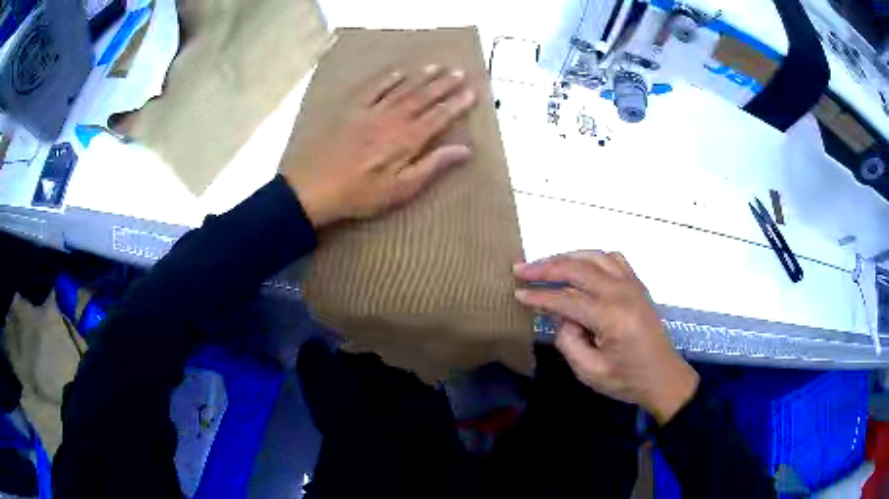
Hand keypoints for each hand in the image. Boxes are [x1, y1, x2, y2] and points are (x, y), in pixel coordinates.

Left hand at [283, 65, 476, 227]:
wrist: (314, 187)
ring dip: (421, 78)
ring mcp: (371, 112)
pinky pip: (373, 90)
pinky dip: (387, 80)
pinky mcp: (351, 111)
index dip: (457, 104)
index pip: (439, 117)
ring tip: (437, 67)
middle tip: (460, 72)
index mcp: (407, 140)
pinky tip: (398, 73)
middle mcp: (393, 120)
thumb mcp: (401, 189)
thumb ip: (432, 166)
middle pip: (423, 98)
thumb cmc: (360, 194)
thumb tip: (464, 150)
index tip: (472, 92)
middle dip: (444, 85)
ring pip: (402, 90)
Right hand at [513, 251, 698, 424]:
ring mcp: (632, 284)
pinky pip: (612, 259)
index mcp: (611, 317)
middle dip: (545, 267)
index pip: (566, 299)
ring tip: (545, 264)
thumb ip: (568, 342)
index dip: (539, 296)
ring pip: (594, 257)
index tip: (517, 294)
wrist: (663, 377)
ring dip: (566, 257)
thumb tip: (563, 317)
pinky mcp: (637, 285)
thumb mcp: (590, 372)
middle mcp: (622, 293)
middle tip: (521, 269)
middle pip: (577, 268)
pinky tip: (581, 266)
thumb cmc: (627, 380)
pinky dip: (591, 257)